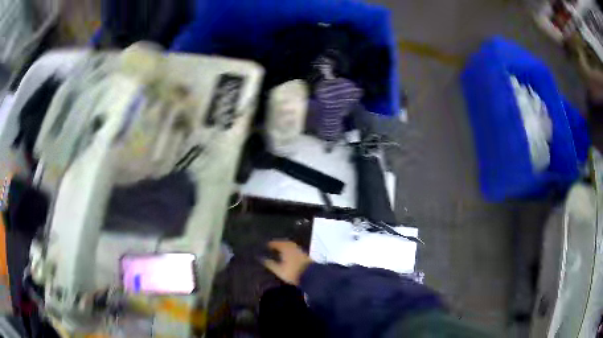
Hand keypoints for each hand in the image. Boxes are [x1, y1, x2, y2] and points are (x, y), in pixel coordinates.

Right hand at [262, 240, 311, 285]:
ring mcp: (299, 250)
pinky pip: (294, 249)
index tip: (266, 245)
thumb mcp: (279, 270)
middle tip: (272, 246)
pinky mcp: (304, 255)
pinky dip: (290, 250)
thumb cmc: (292, 272)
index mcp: (285, 248)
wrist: (311, 275)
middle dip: (278, 243)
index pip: (276, 243)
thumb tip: (262, 259)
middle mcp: (292, 246)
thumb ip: (270, 264)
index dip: (271, 244)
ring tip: (279, 250)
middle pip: (284, 243)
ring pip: (290, 245)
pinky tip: (288, 254)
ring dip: (284, 246)